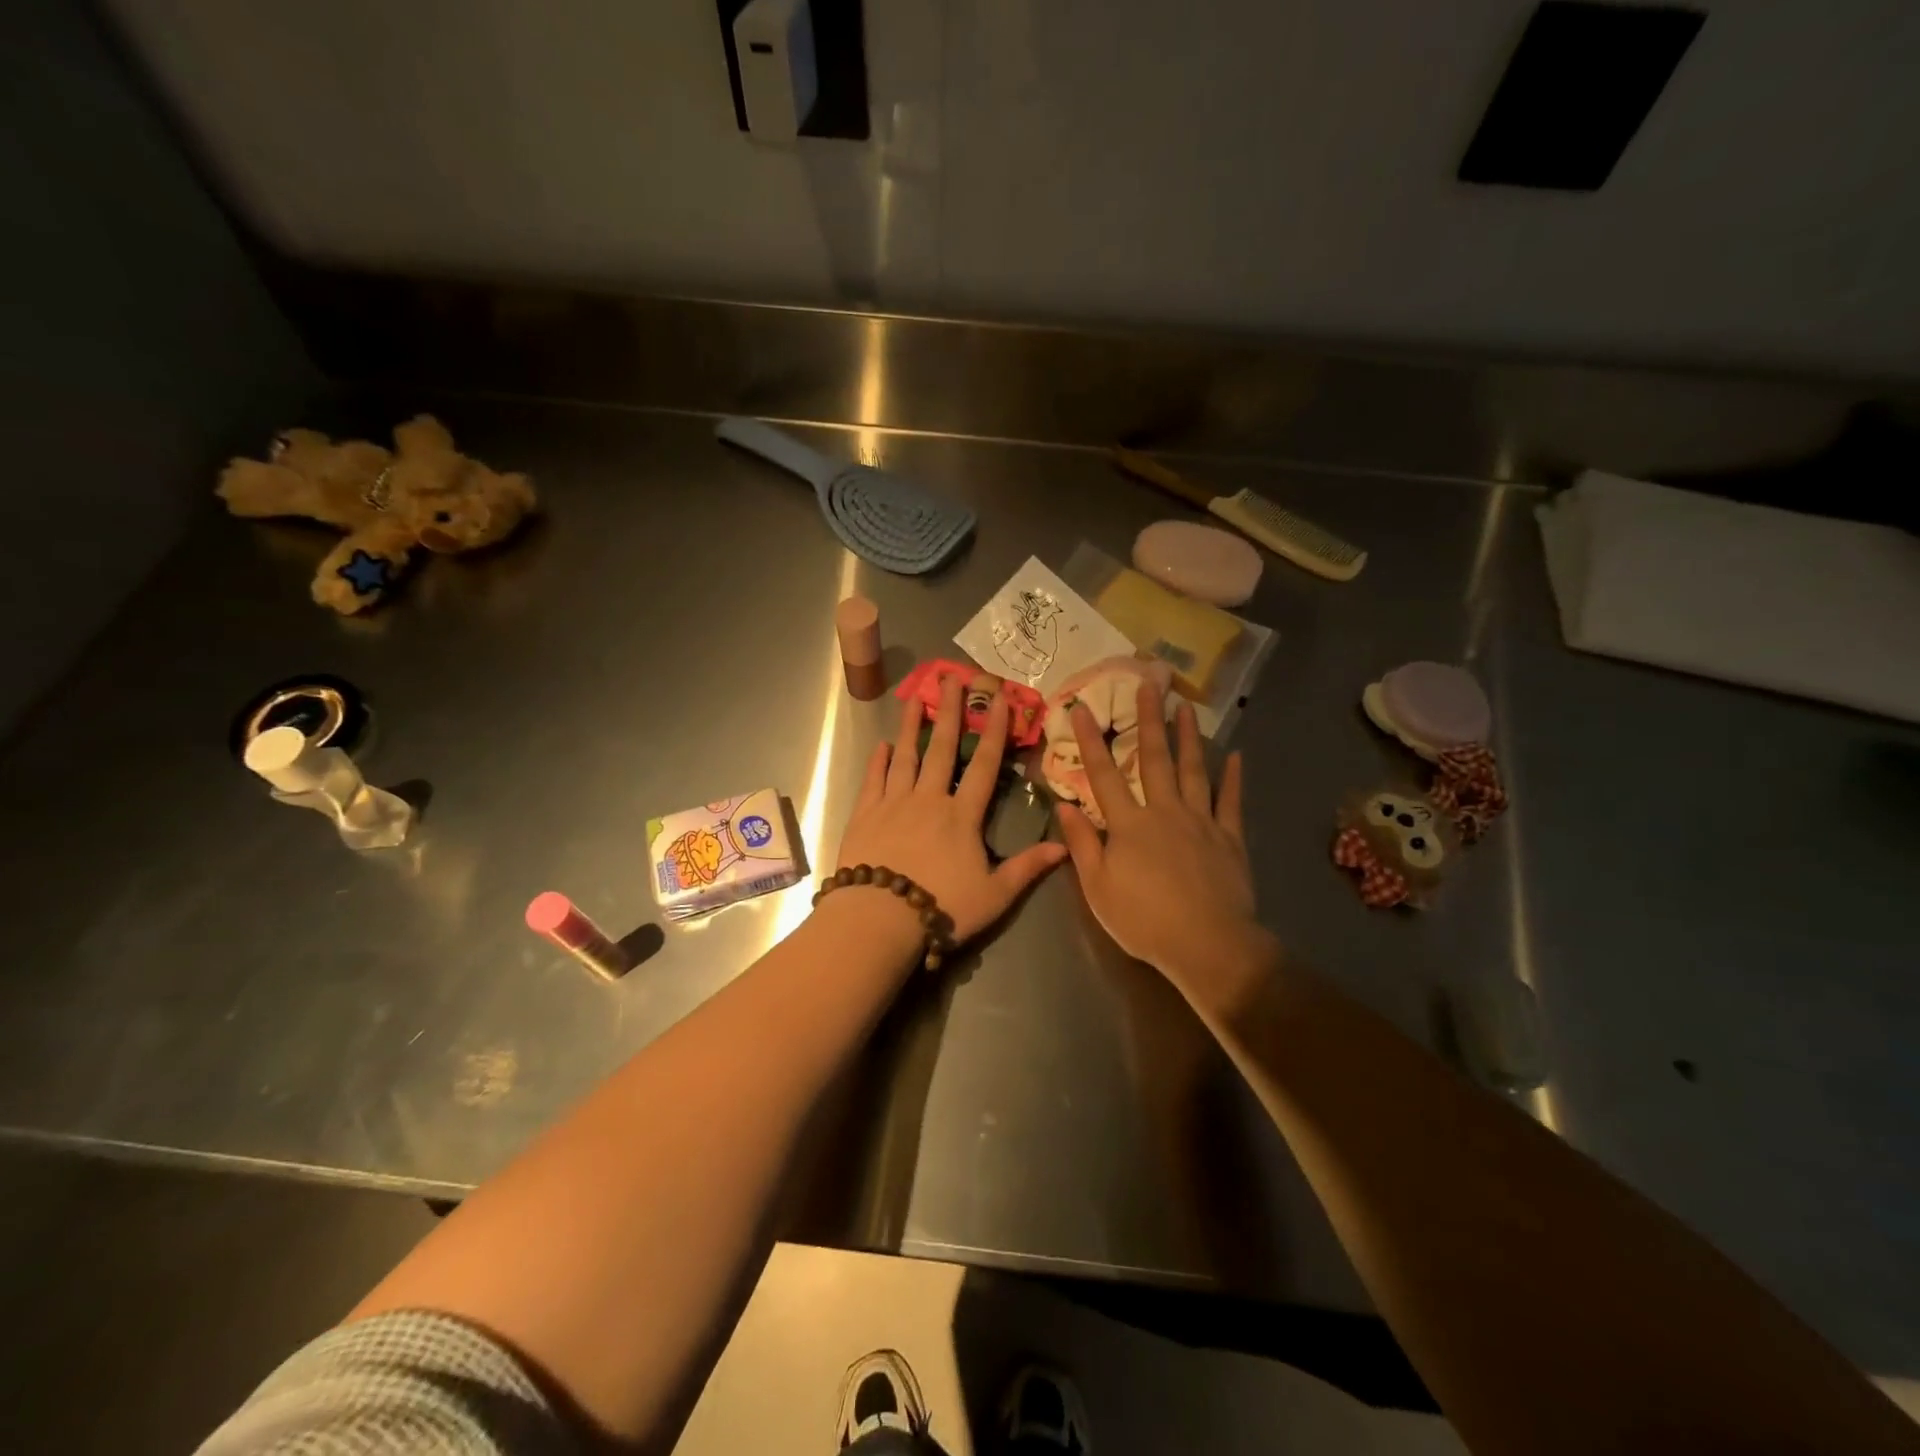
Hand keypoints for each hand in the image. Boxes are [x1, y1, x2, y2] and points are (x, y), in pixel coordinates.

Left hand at [836, 673, 1067, 944]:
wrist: (878, 919)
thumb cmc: (941, 908)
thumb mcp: (994, 895)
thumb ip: (1027, 868)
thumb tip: (1065, 847)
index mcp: (961, 816)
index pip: (984, 765)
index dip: (995, 731)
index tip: (1000, 700)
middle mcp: (928, 799)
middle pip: (943, 748)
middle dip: (950, 712)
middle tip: (953, 678)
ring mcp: (893, 803)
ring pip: (905, 756)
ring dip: (911, 726)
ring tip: (915, 699)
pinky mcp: (864, 815)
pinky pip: (873, 780)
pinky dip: (878, 761)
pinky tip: (882, 745)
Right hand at [1057, 680, 1270, 991]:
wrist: (1207, 945)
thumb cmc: (1144, 920)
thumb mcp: (1098, 888)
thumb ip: (1082, 845)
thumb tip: (1064, 806)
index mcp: (1129, 825)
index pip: (1104, 775)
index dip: (1091, 740)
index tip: (1082, 706)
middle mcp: (1164, 812)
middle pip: (1154, 759)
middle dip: (1148, 720)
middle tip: (1148, 684)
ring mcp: (1201, 821)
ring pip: (1193, 770)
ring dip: (1187, 737)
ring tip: (1185, 706)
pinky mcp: (1229, 838)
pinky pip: (1231, 801)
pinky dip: (1233, 777)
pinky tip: (1235, 755)